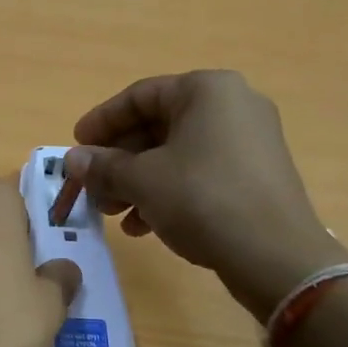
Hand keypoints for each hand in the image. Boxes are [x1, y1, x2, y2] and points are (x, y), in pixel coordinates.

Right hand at [63, 70, 345, 320]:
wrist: (275, 255)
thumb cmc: (202, 199)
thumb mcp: (141, 180)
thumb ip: (103, 166)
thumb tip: (72, 160)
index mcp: (207, 90)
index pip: (139, 96)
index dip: (101, 121)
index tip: (75, 145)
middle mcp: (232, 105)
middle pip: (157, 126)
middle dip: (118, 160)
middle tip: (91, 187)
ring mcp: (249, 141)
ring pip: (176, 153)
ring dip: (136, 181)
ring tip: (112, 213)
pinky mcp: (255, 175)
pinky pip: (199, 173)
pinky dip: (166, 192)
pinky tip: (142, 226)